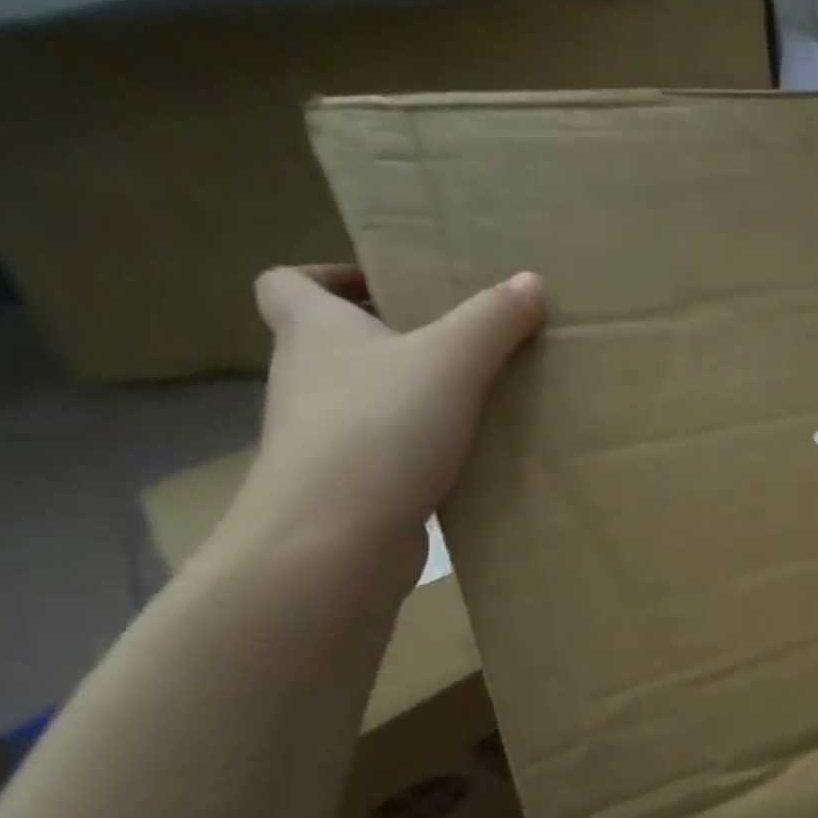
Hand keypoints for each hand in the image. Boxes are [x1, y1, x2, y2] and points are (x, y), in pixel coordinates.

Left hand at [224, 265, 544, 578]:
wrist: (334, 541)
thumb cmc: (380, 430)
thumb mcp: (451, 361)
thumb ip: (492, 319)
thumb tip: (530, 280)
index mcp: (312, 331)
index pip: (288, 283)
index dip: (330, 275)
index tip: (386, 286)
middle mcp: (306, 379)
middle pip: (334, 343)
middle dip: (388, 338)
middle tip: (453, 342)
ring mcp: (322, 439)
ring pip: (363, 402)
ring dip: (407, 397)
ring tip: (472, 399)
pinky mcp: (347, 488)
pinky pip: (384, 453)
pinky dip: (418, 450)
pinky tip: (466, 457)